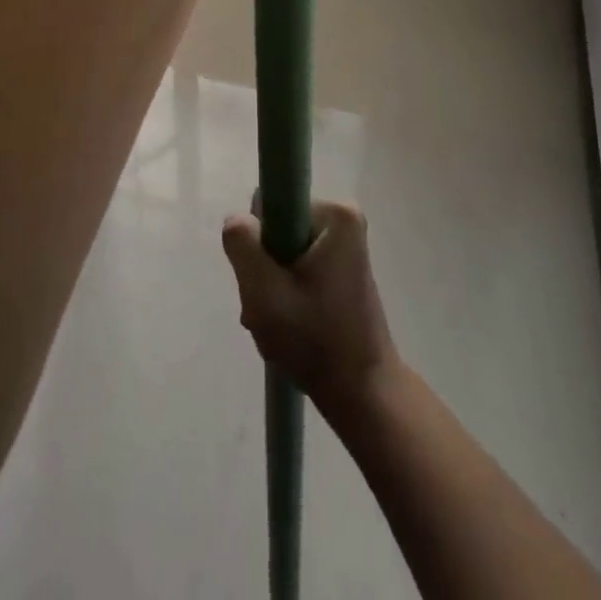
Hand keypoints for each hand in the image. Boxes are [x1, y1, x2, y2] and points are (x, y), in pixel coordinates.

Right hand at [221, 200, 398, 415]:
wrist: (363, 395)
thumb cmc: (316, 342)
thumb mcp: (265, 294)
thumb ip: (242, 246)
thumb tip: (237, 219)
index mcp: (336, 214)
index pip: (271, 204)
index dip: (259, 240)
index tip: (264, 278)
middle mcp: (344, 220)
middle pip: (278, 228)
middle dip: (265, 268)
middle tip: (268, 307)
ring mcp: (345, 245)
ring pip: (285, 251)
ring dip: (273, 285)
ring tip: (277, 322)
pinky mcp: (343, 268)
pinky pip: (300, 265)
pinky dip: (287, 292)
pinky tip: (287, 324)